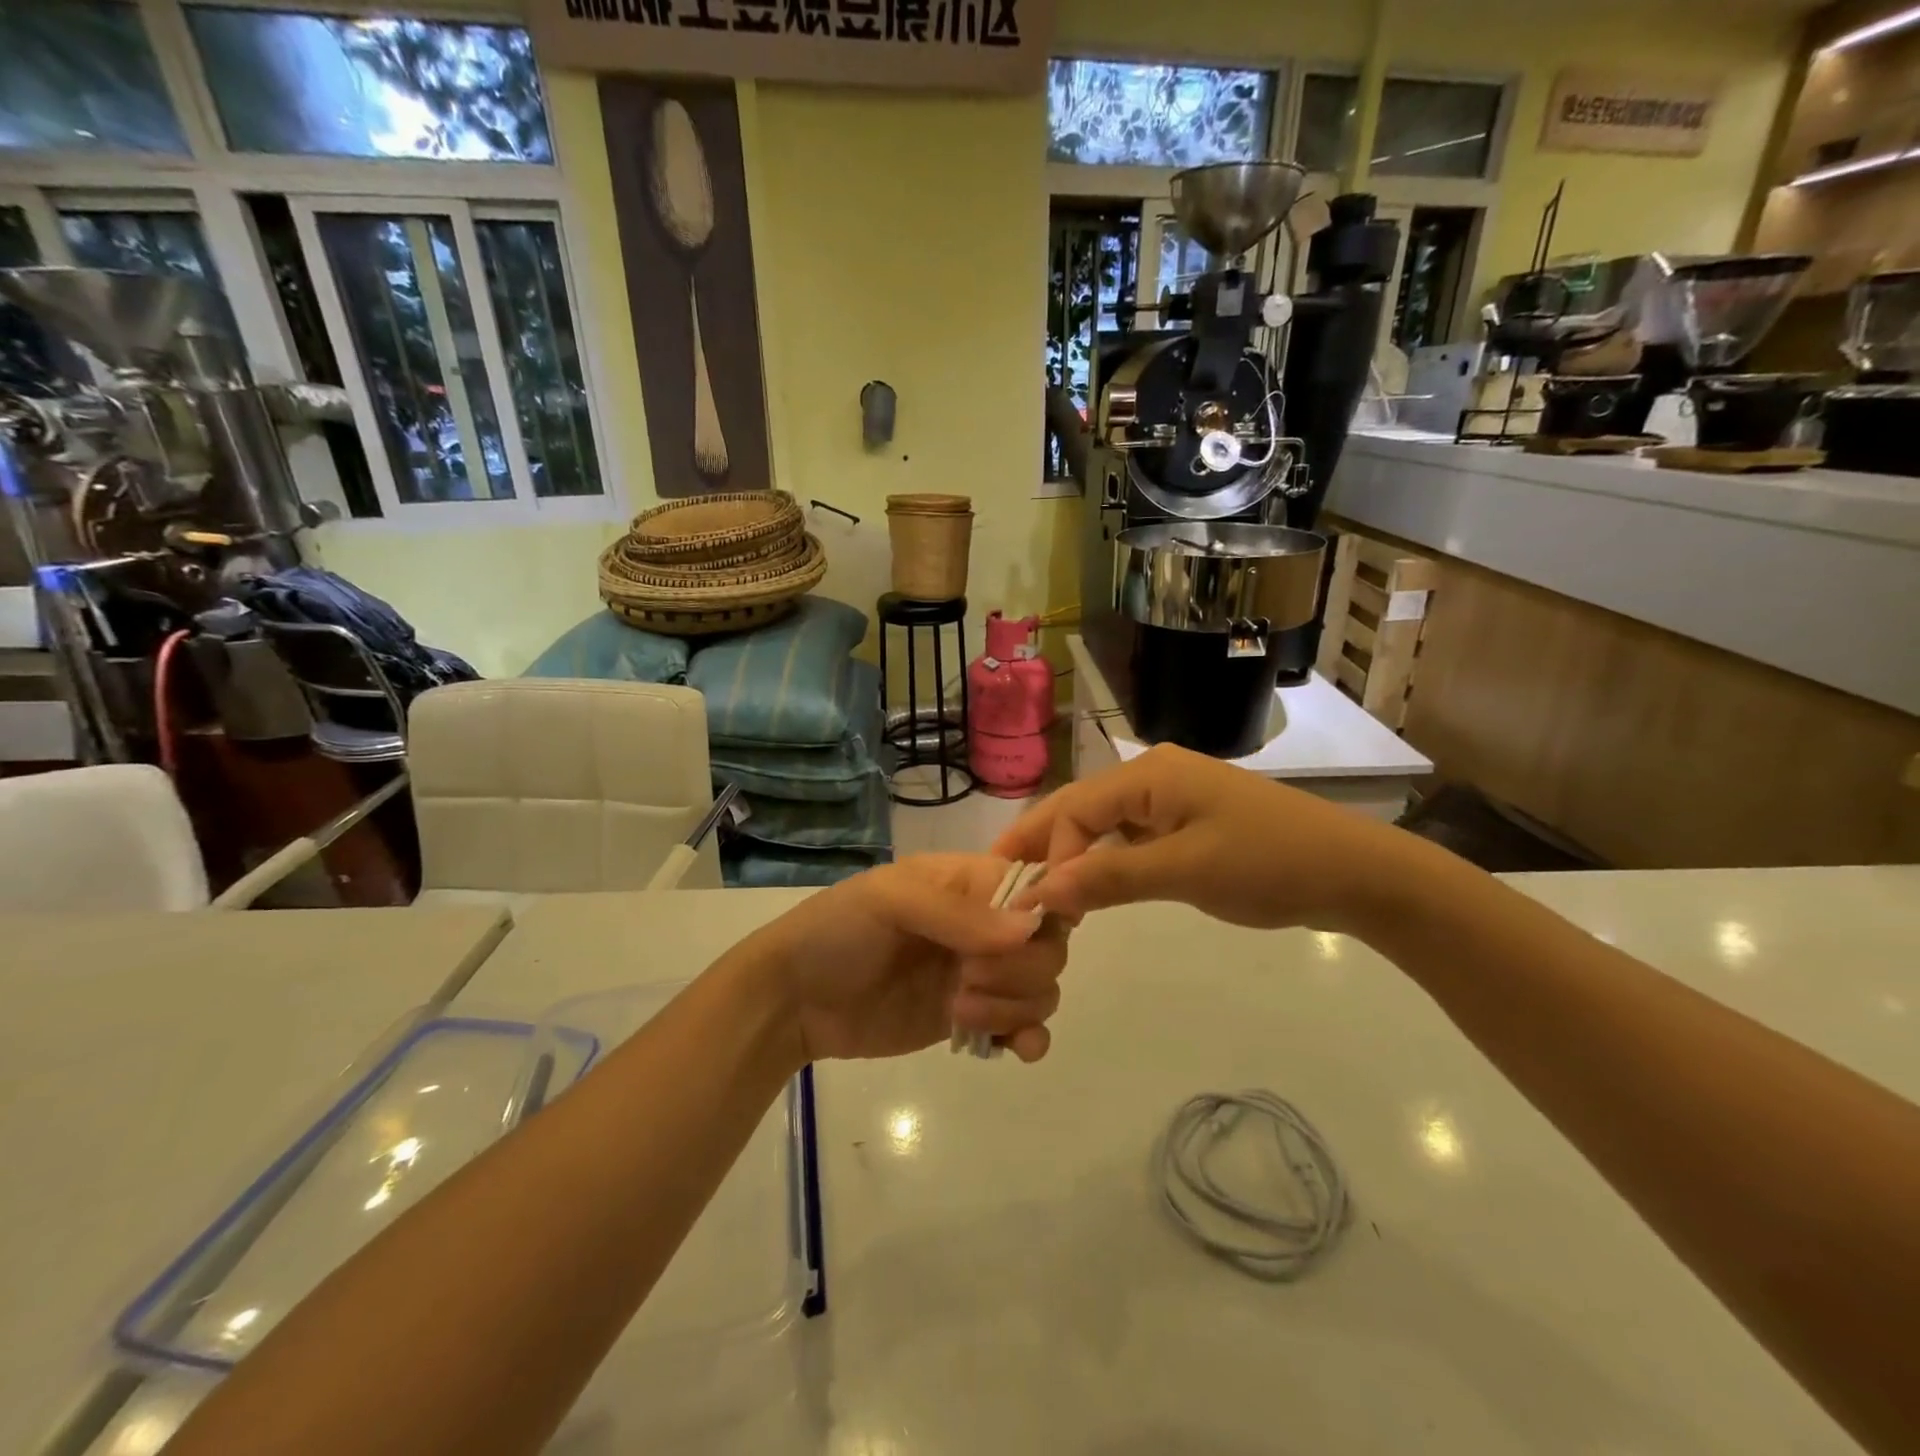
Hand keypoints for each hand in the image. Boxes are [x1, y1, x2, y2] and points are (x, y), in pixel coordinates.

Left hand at [744, 855, 1069, 1063]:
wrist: (793, 1000)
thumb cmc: (837, 931)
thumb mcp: (890, 901)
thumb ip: (958, 913)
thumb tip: (1029, 927)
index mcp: (968, 882)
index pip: (1036, 888)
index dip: (1042, 914)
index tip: (1017, 941)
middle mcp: (983, 926)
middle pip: (1047, 944)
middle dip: (1020, 970)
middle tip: (966, 980)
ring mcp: (978, 975)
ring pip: (1040, 987)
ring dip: (1015, 1005)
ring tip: (960, 1011)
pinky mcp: (970, 1019)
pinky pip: (1022, 1026)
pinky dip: (1029, 1037)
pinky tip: (1013, 1049)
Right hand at [992, 743, 1410, 931]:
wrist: (1354, 873)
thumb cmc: (1269, 863)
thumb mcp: (1185, 871)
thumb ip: (1109, 878)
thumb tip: (1038, 892)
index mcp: (1149, 773)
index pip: (1073, 807)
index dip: (1045, 851)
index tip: (1031, 902)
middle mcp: (1152, 776)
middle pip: (1080, 809)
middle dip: (1042, 846)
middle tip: (1002, 886)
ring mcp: (1170, 799)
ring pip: (1102, 826)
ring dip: (1071, 857)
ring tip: (1036, 892)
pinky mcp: (1185, 824)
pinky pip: (1129, 839)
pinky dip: (1104, 863)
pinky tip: (1087, 888)